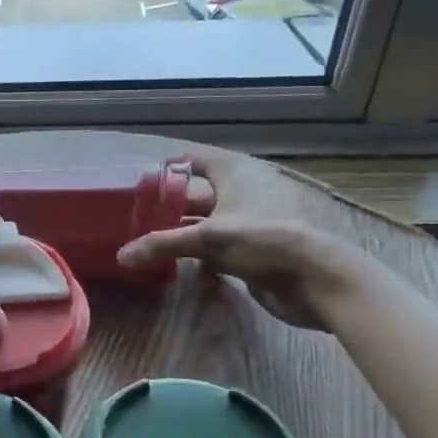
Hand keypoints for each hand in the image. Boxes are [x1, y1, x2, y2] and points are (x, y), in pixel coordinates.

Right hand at [116, 146, 365, 331]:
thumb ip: (162, 244)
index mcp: (233, 172)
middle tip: (136, 216)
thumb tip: (121, 256)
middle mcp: (240, 190)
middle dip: (168, 204)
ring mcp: (248, 220)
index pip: (192, 159)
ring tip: (148, 239)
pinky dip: (197, 251)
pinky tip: (176, 263)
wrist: (316, 278)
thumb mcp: (208, 238)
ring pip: (206, 220)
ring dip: (181, 230)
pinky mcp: (254, 248)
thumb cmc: (263, 240)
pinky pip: (217, 244)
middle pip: (196, 191)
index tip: (139, 185)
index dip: (166, 169)